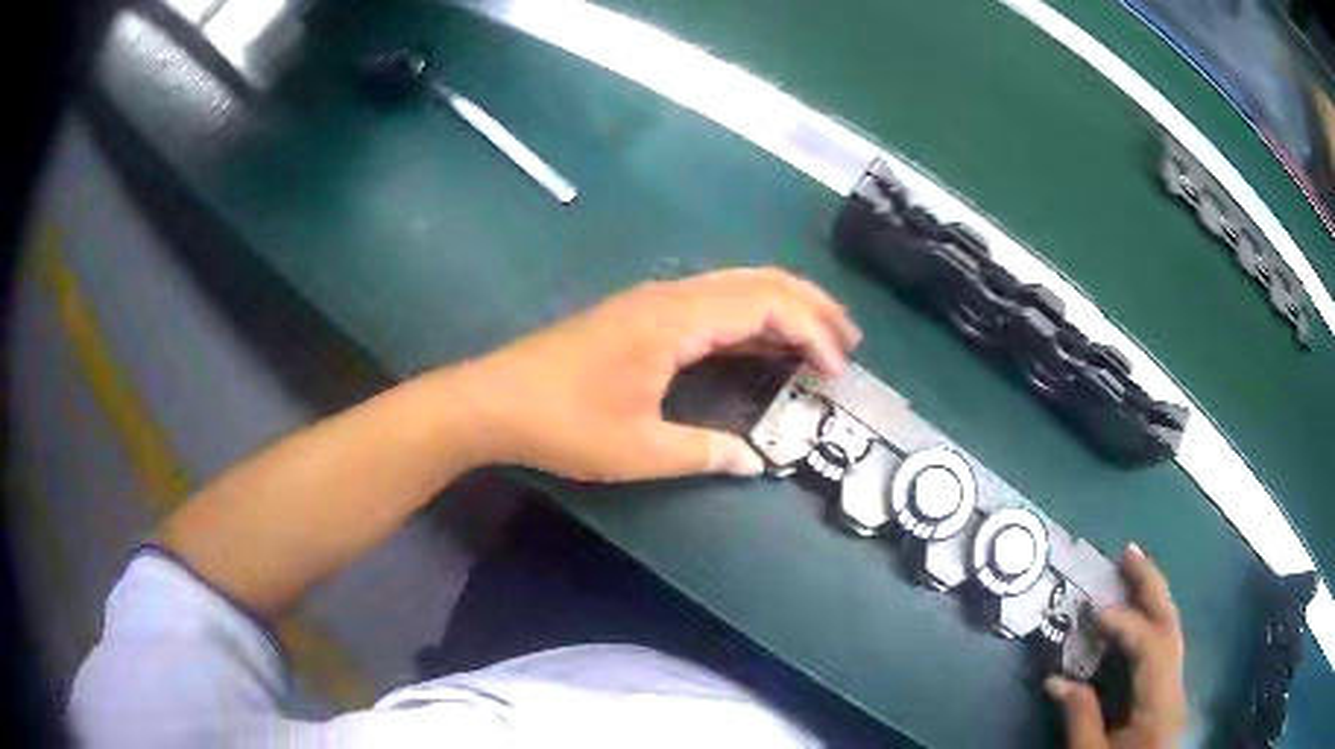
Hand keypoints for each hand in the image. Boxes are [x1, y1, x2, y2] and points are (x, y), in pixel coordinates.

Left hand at [459, 268, 860, 481]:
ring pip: (737, 287)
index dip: (811, 335)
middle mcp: (672, 296)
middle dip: (811, 307)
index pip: (766, 308)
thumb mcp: (638, 451)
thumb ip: (704, 453)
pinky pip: (713, 304)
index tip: (836, 374)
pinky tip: (764, 346)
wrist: (494, 401)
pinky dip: (750, 320)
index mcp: (677, 320)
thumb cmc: (564, 425)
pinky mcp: (641, 315)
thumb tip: (755, 463)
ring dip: (783, 308)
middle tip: (848, 343)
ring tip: (822, 339)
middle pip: (759, 282)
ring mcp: (655, 302)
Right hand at [1046, 544, 1186, 748]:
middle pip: (1171, 625)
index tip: (1092, 614)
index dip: (1125, 624)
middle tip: (1128, 552)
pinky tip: (1139, 612)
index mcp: (1160, 704)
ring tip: (1132, 569)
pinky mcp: (1168, 693)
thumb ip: (1079, 718)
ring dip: (1153, 597)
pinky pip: (1164, 646)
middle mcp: (1175, 686)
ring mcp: (1175, 688)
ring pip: (1172, 631)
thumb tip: (1056, 680)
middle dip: (1151, 586)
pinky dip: (1152, 620)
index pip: (1151, 647)